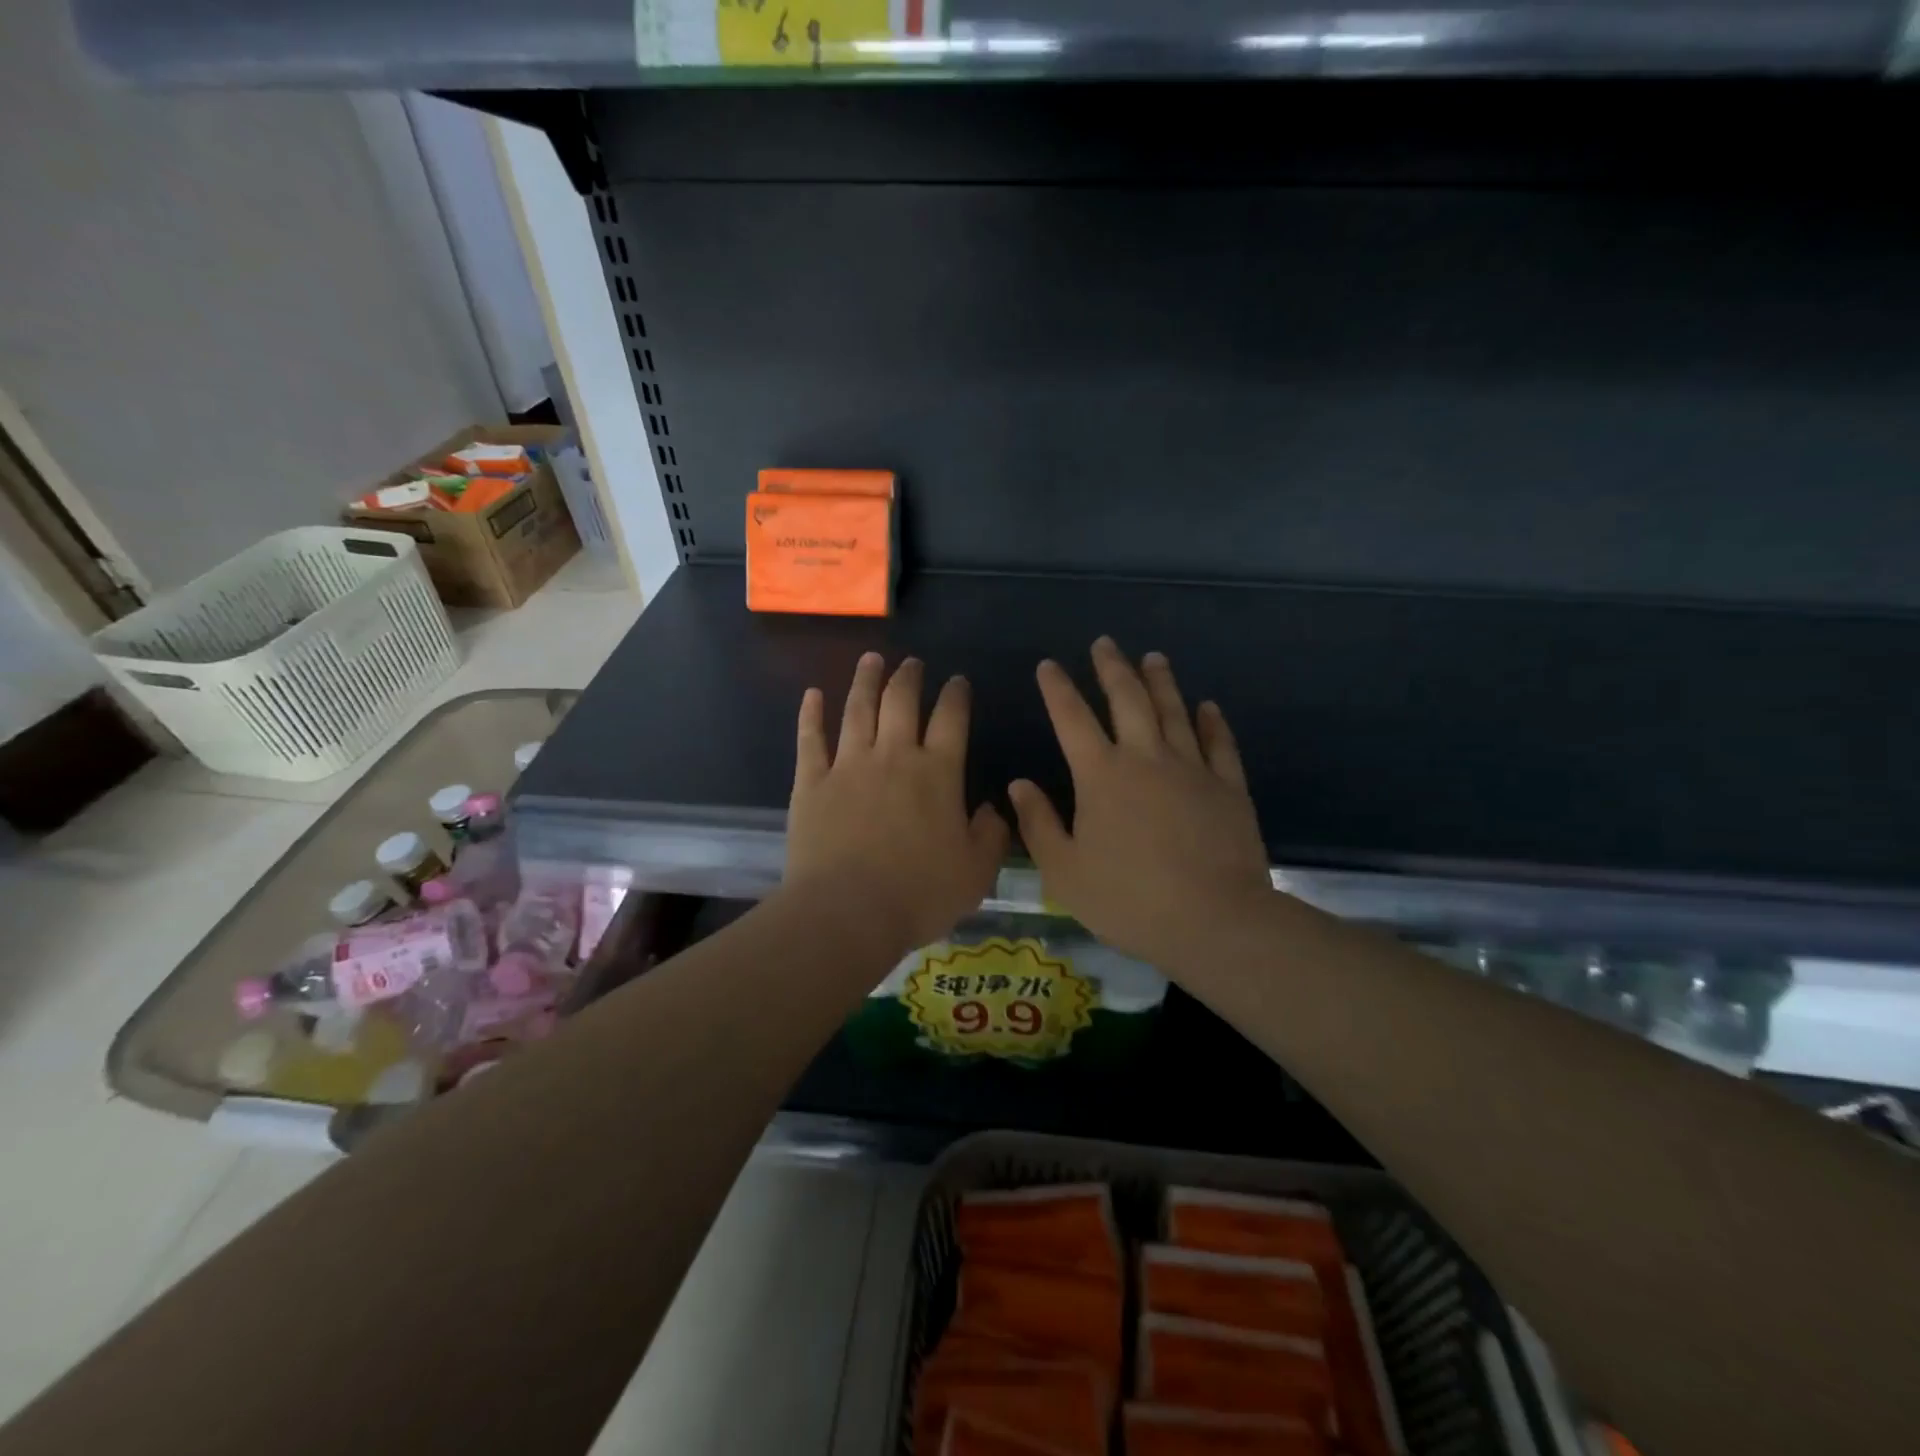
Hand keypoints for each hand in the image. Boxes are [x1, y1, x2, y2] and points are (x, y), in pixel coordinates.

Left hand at [785, 652, 1009, 955]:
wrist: (848, 912)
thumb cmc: (919, 893)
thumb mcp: (976, 872)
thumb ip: (991, 835)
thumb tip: (991, 808)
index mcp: (937, 773)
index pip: (951, 719)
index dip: (956, 695)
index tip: (957, 681)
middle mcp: (893, 756)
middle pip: (901, 702)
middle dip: (908, 677)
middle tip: (911, 662)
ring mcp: (848, 765)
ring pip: (857, 709)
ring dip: (865, 681)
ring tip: (871, 659)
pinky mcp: (811, 783)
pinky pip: (810, 740)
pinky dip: (811, 714)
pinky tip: (813, 694)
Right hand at [1008, 639, 1271, 971]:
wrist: (1213, 920)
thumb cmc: (1128, 900)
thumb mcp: (1064, 871)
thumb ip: (1039, 824)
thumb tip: (1018, 784)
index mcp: (1101, 776)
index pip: (1072, 719)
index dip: (1057, 689)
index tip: (1048, 665)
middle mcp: (1145, 758)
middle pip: (1127, 700)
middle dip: (1112, 668)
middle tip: (1104, 643)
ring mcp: (1192, 768)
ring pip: (1174, 711)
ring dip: (1160, 681)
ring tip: (1152, 657)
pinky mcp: (1228, 787)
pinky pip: (1219, 744)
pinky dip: (1212, 722)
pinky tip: (1207, 706)